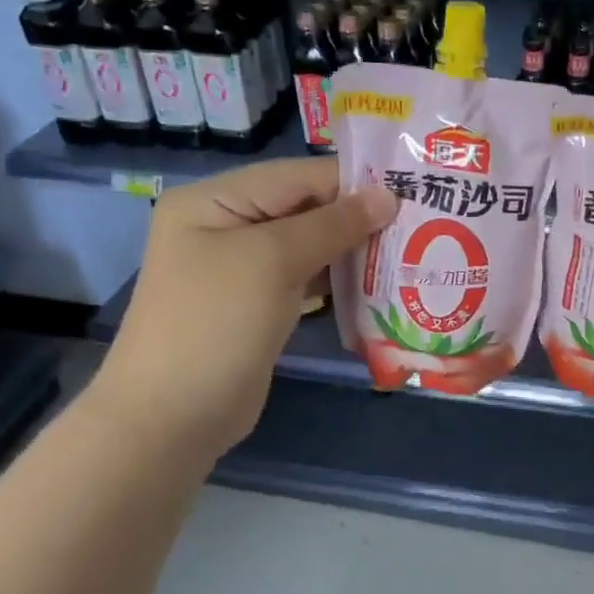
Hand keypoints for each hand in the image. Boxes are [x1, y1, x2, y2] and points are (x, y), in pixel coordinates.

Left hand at [84, 158, 396, 458]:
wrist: (173, 417)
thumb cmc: (217, 324)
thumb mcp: (273, 261)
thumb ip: (332, 224)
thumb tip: (388, 196)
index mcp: (215, 200)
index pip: (296, 176)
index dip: (352, 181)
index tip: (411, 190)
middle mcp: (226, 226)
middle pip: (304, 208)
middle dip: (357, 216)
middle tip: (419, 224)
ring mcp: (241, 268)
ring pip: (309, 244)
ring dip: (353, 248)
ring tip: (408, 250)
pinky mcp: (258, 304)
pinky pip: (305, 278)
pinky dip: (339, 278)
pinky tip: (378, 282)